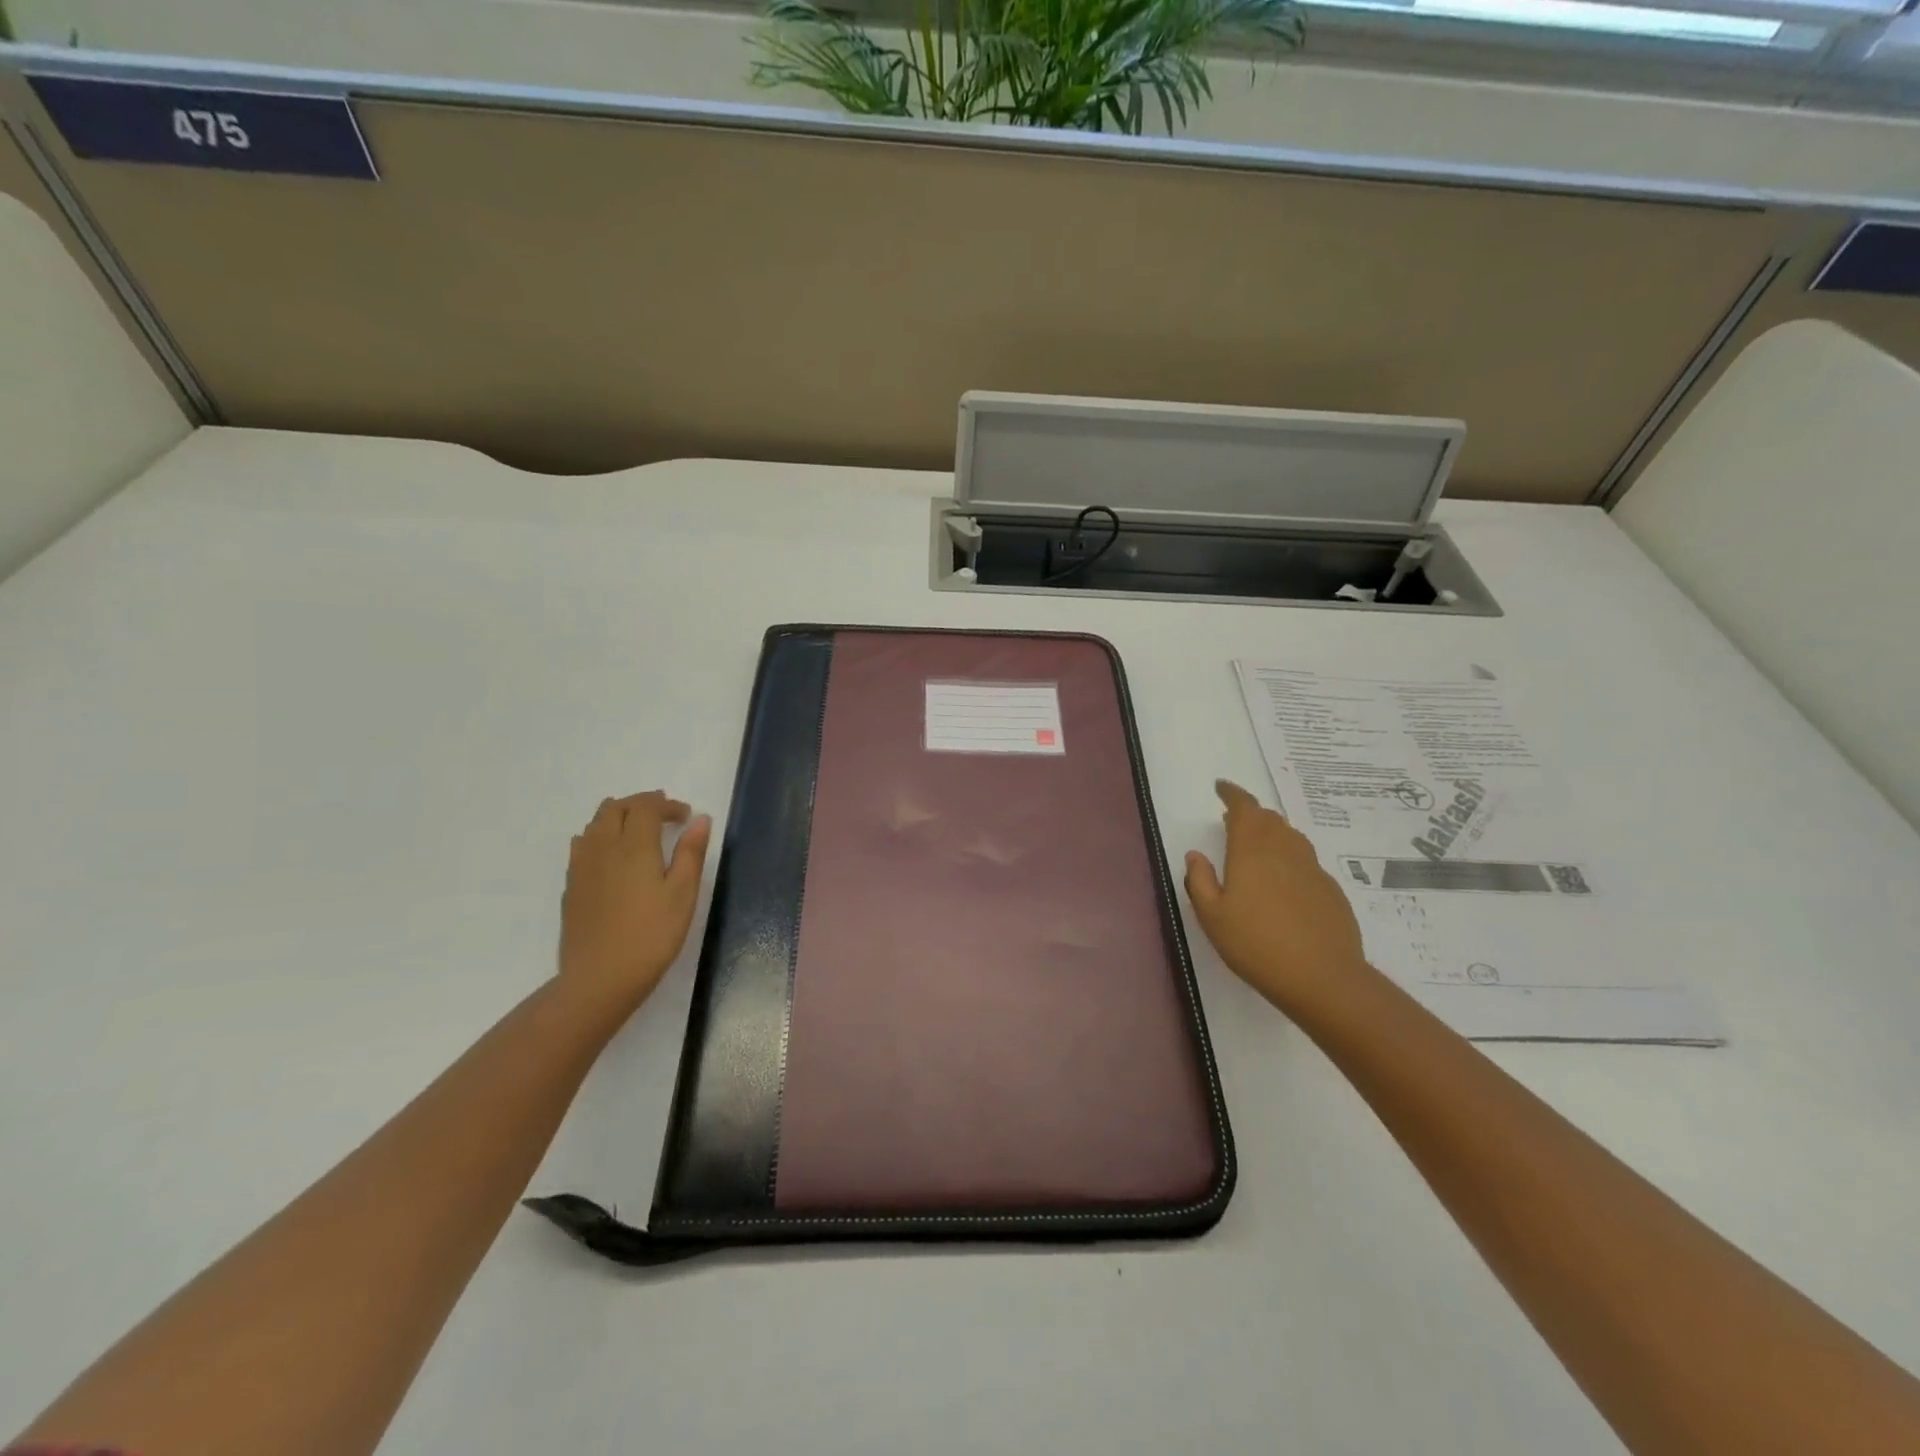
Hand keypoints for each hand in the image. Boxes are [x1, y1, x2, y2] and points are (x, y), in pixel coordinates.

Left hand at [558, 791, 711, 1015]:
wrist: (600, 979)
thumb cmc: (652, 935)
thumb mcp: (683, 894)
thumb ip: (691, 853)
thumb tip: (700, 819)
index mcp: (634, 846)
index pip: (645, 807)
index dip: (666, 804)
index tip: (685, 816)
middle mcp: (603, 848)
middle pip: (615, 808)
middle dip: (640, 804)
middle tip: (663, 816)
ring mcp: (582, 867)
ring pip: (594, 824)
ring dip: (617, 816)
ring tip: (637, 829)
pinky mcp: (571, 887)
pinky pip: (582, 846)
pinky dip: (599, 836)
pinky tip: (610, 855)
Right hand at [1184, 779, 1368, 1015]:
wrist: (1323, 978)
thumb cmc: (1256, 945)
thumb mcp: (1212, 917)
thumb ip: (1200, 881)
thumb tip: (1195, 855)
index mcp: (1252, 850)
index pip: (1244, 807)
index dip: (1232, 794)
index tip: (1221, 787)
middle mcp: (1285, 850)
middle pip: (1269, 819)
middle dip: (1251, 814)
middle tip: (1233, 820)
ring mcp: (1312, 869)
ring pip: (1291, 838)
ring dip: (1272, 833)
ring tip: (1257, 848)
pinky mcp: (1330, 890)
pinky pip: (1305, 862)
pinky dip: (1289, 860)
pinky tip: (1283, 884)